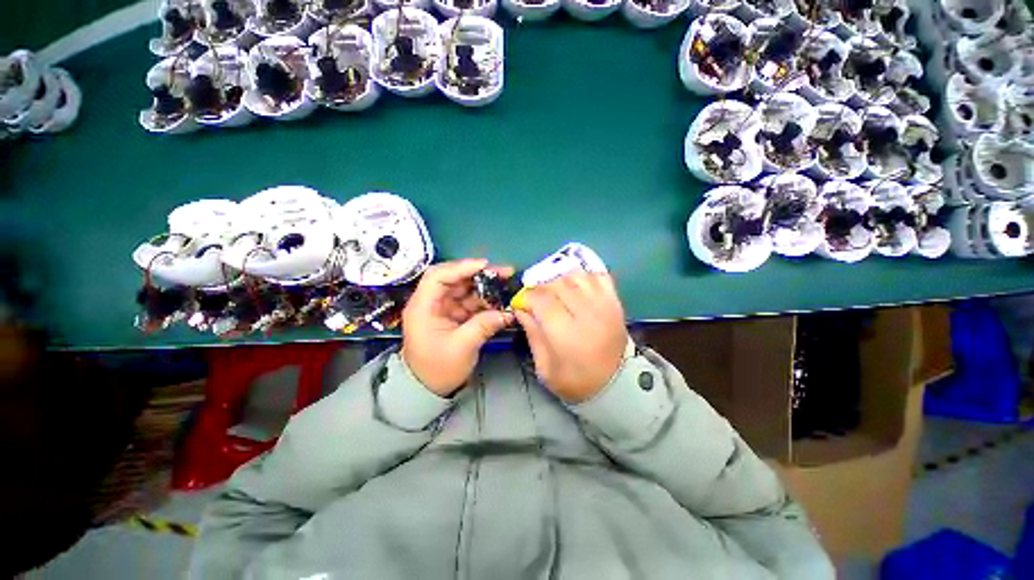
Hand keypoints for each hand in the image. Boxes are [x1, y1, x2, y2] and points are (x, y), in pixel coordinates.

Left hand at [402, 259, 514, 396]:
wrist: (428, 389)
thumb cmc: (438, 369)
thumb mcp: (462, 348)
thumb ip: (484, 325)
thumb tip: (508, 312)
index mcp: (423, 307)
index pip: (438, 276)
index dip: (461, 267)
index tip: (486, 266)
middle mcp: (431, 302)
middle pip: (455, 279)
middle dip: (480, 274)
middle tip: (504, 272)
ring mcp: (443, 308)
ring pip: (465, 289)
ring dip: (485, 287)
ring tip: (506, 285)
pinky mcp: (453, 315)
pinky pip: (470, 302)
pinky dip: (485, 301)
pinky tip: (500, 301)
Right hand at [514, 272, 628, 402]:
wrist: (616, 385)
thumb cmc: (576, 381)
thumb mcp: (545, 368)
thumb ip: (533, 335)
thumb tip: (521, 309)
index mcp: (567, 334)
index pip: (541, 300)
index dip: (526, 297)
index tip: (521, 304)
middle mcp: (587, 314)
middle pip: (557, 284)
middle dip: (540, 288)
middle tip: (536, 300)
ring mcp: (604, 304)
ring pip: (576, 276)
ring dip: (560, 280)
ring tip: (555, 293)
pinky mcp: (615, 302)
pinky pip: (598, 276)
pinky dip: (583, 276)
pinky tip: (575, 286)